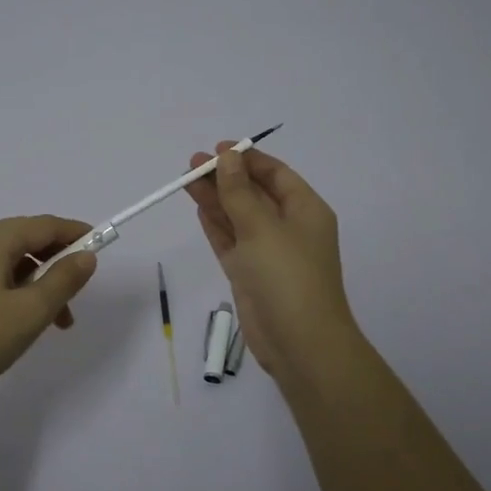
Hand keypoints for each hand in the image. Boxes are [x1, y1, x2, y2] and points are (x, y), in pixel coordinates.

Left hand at [0, 215, 97, 410]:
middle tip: (77, 294)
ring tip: (55, 321)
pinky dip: (14, 288)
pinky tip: (22, 319)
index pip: (43, 225)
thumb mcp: (31, 312)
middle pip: (25, 240)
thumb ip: (64, 279)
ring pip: (8, 260)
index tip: (100, 245)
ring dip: (37, 282)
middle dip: (56, 263)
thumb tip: (86, 255)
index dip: (74, 232)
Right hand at [185, 143, 356, 376]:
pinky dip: (216, 225)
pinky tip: (198, 208)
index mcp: (305, 210)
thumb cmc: (287, 276)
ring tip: (185, 181)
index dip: (247, 159)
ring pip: (238, 217)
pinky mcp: (250, 274)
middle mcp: (288, 227)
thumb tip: (227, 157)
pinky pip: (231, 241)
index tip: (217, 148)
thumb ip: (239, 192)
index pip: (275, 174)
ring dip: (215, 199)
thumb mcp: (261, 227)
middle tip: (191, 164)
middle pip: (253, 193)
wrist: (299, 342)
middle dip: (225, 177)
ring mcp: (268, 252)